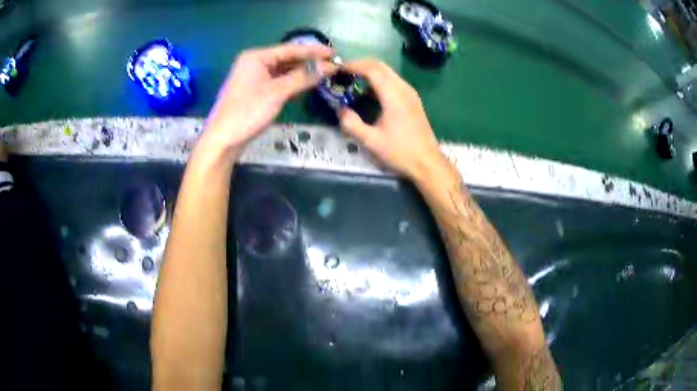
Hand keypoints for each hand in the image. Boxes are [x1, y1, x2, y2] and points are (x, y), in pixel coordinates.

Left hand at [201, 43, 334, 157]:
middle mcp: (255, 63)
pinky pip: (278, 81)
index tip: (334, 53)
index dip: (313, 51)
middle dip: (309, 62)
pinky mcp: (256, 91)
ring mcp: (254, 77)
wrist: (223, 140)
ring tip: (324, 73)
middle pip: (287, 58)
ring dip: (302, 72)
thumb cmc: (247, 112)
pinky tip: (307, 83)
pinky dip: (293, 82)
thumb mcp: (277, 93)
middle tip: (332, 65)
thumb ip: (303, 78)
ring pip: (283, 71)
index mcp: (256, 57)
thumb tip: (328, 67)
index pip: (290, 49)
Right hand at [336, 60, 449, 181]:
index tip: (337, 69)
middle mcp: (403, 88)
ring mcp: (410, 93)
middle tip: (342, 73)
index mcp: (393, 95)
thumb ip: (351, 123)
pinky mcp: (412, 100)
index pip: (371, 68)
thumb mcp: (371, 141)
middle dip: (360, 65)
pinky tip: (369, 93)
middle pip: (380, 66)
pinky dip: (378, 80)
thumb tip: (339, 109)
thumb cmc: (400, 152)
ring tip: (352, 81)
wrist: (428, 163)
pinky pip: (393, 81)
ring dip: (369, 72)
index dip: (353, 65)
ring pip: (388, 72)